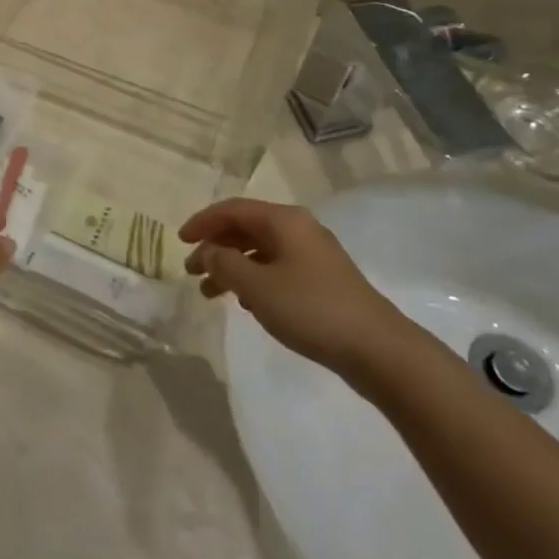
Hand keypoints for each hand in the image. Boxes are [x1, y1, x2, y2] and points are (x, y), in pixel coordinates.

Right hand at [180, 198, 411, 379]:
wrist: (378, 349)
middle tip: (192, 271)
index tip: (180, 241)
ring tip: (212, 293)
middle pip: (246, 228)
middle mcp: (299, 229)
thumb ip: (225, 264)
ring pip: (261, 251)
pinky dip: (255, 279)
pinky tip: (247, 304)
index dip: (203, 222)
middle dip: (216, 247)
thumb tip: (209, 252)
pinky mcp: (323, 280)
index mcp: (284, 220)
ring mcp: (314, 255)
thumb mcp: (257, 286)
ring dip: (233, 267)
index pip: (232, 209)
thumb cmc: (311, 309)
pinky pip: (277, 268)